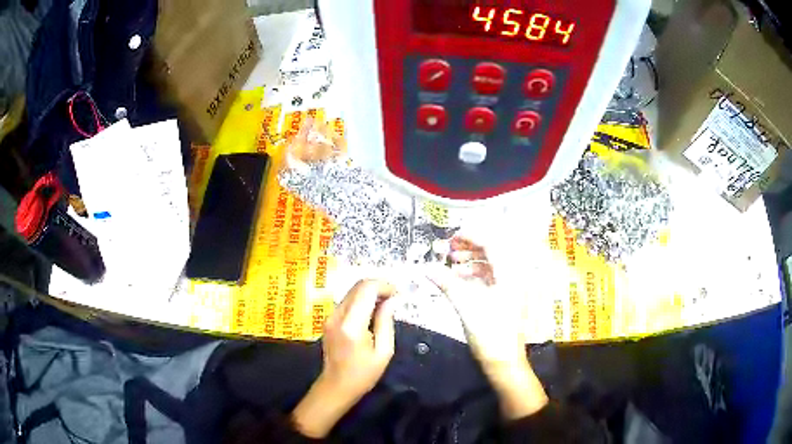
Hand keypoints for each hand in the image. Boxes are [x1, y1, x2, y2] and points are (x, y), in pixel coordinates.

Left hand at [292, 280, 396, 437]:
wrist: (336, 386)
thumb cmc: (363, 374)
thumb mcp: (383, 352)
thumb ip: (386, 322)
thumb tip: (391, 300)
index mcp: (351, 325)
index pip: (366, 290)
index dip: (384, 286)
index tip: (397, 294)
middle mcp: (337, 316)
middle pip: (357, 287)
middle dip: (378, 287)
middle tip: (394, 299)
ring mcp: (330, 317)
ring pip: (352, 292)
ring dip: (369, 293)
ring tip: (385, 306)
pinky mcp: (328, 320)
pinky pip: (347, 301)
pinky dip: (361, 300)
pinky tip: (371, 313)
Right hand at [427, 237, 547, 419]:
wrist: (503, 361)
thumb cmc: (490, 333)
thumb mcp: (466, 306)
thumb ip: (447, 283)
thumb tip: (426, 267)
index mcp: (509, 273)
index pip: (492, 243)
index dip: (471, 236)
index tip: (451, 238)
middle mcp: (512, 275)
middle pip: (491, 251)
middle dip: (469, 247)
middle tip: (448, 250)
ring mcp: (509, 287)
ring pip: (490, 264)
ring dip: (470, 260)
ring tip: (451, 264)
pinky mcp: (504, 297)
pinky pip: (489, 277)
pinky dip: (473, 274)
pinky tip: (459, 279)